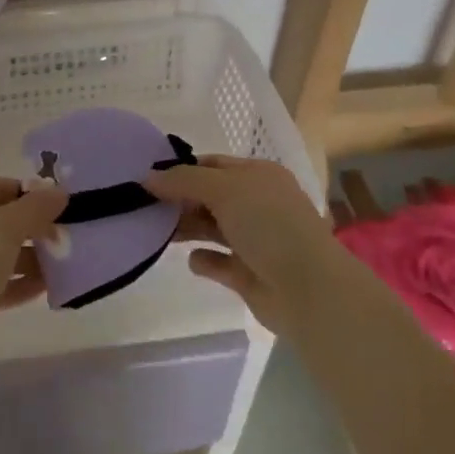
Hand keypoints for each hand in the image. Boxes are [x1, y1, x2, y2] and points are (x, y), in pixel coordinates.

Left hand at [0, 177, 67, 338]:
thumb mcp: (6, 227)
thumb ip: (36, 208)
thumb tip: (59, 192)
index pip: (1, 186)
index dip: (34, 196)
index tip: (64, 211)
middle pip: (0, 220)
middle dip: (34, 231)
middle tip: (66, 242)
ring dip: (28, 260)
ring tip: (62, 268)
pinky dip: (15, 283)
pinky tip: (44, 290)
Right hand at [144, 154, 343, 331]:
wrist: (308, 288)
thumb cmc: (268, 224)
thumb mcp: (224, 189)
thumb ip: (184, 181)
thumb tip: (147, 178)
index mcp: (258, 176)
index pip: (213, 165)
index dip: (183, 170)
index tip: (149, 179)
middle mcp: (258, 204)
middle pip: (210, 196)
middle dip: (181, 200)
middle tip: (146, 207)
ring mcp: (255, 240)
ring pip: (213, 228)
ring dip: (188, 228)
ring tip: (158, 231)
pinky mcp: (249, 274)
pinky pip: (219, 262)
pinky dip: (205, 260)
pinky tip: (193, 260)